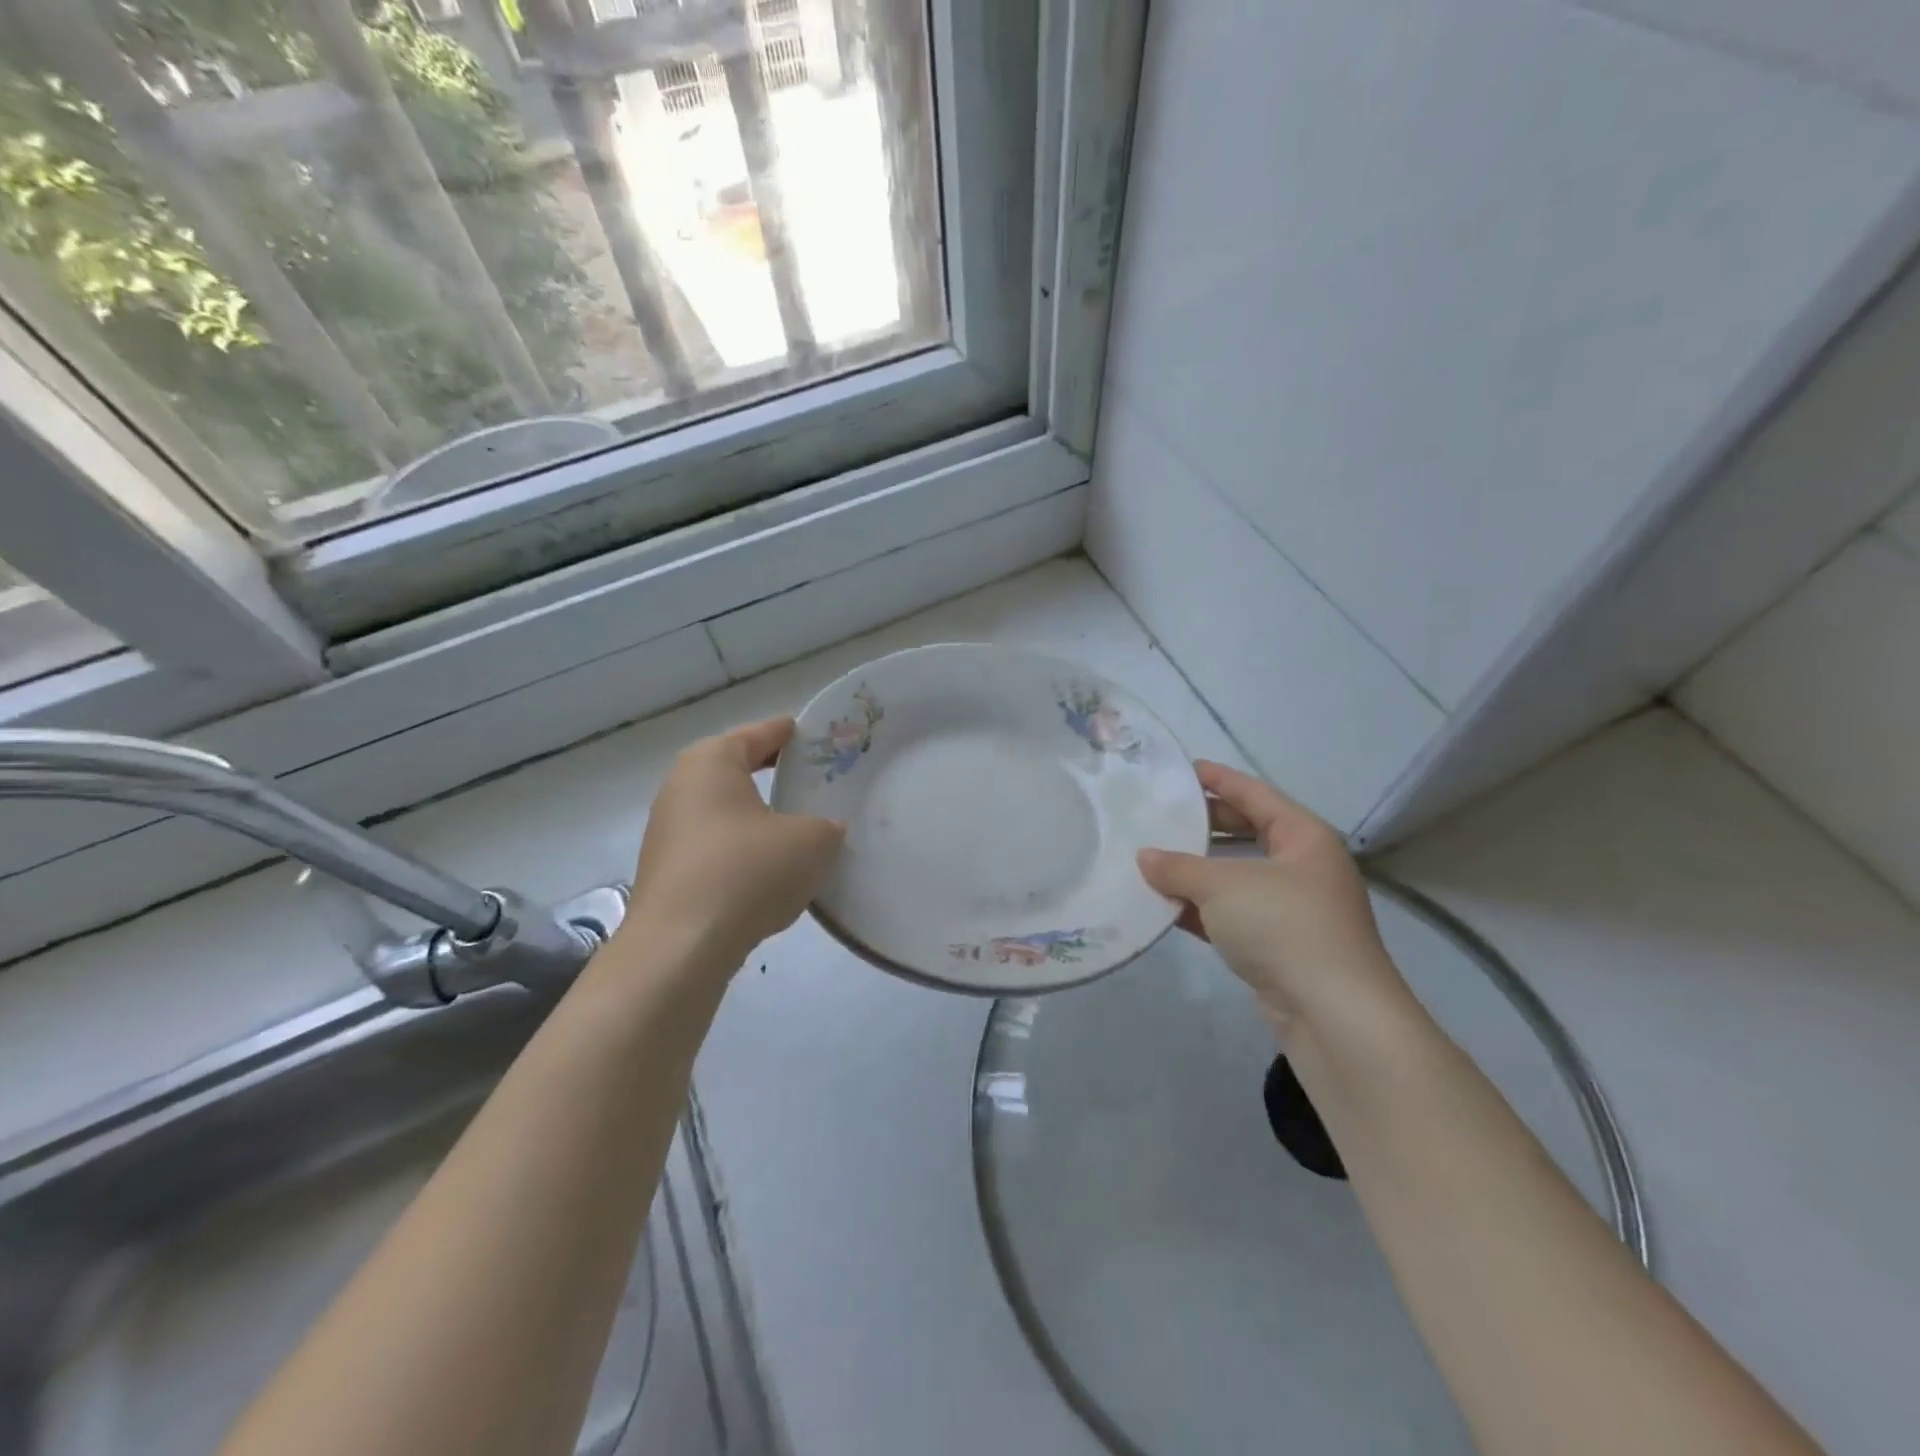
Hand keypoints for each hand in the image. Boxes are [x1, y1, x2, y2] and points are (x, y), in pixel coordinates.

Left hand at [617, 717, 844, 973]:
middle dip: (774, 774)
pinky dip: (742, 850)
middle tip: (814, 781)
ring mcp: (667, 832)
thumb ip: (826, 826)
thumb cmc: (747, 872)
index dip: (790, 734)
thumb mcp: (811, 841)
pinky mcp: (667, 872)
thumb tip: (825, 830)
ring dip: (758, 816)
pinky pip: (715, 847)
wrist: (681, 948)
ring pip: (724, 812)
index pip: (759, 734)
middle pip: (736, 770)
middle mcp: (680, 787)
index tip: (817, 736)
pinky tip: (769, 872)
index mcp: (711, 762)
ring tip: (798, 829)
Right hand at [1138, 761, 1412, 1039]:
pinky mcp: (1279, 946)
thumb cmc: (1283, 925)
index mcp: (1303, 837)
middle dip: (1205, 825)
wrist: (1333, 1014)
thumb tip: (1145, 857)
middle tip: (1161, 815)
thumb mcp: (1223, 886)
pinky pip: (1233, 915)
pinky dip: (1202, 909)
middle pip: (1247, 833)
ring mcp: (1293, 909)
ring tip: (1153, 859)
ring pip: (1237, 877)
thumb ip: (1179, 867)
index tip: (1183, 770)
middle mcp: (1303, 867)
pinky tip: (1166, 907)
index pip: (1255, 794)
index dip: (1219, 779)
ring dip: (1198, 872)